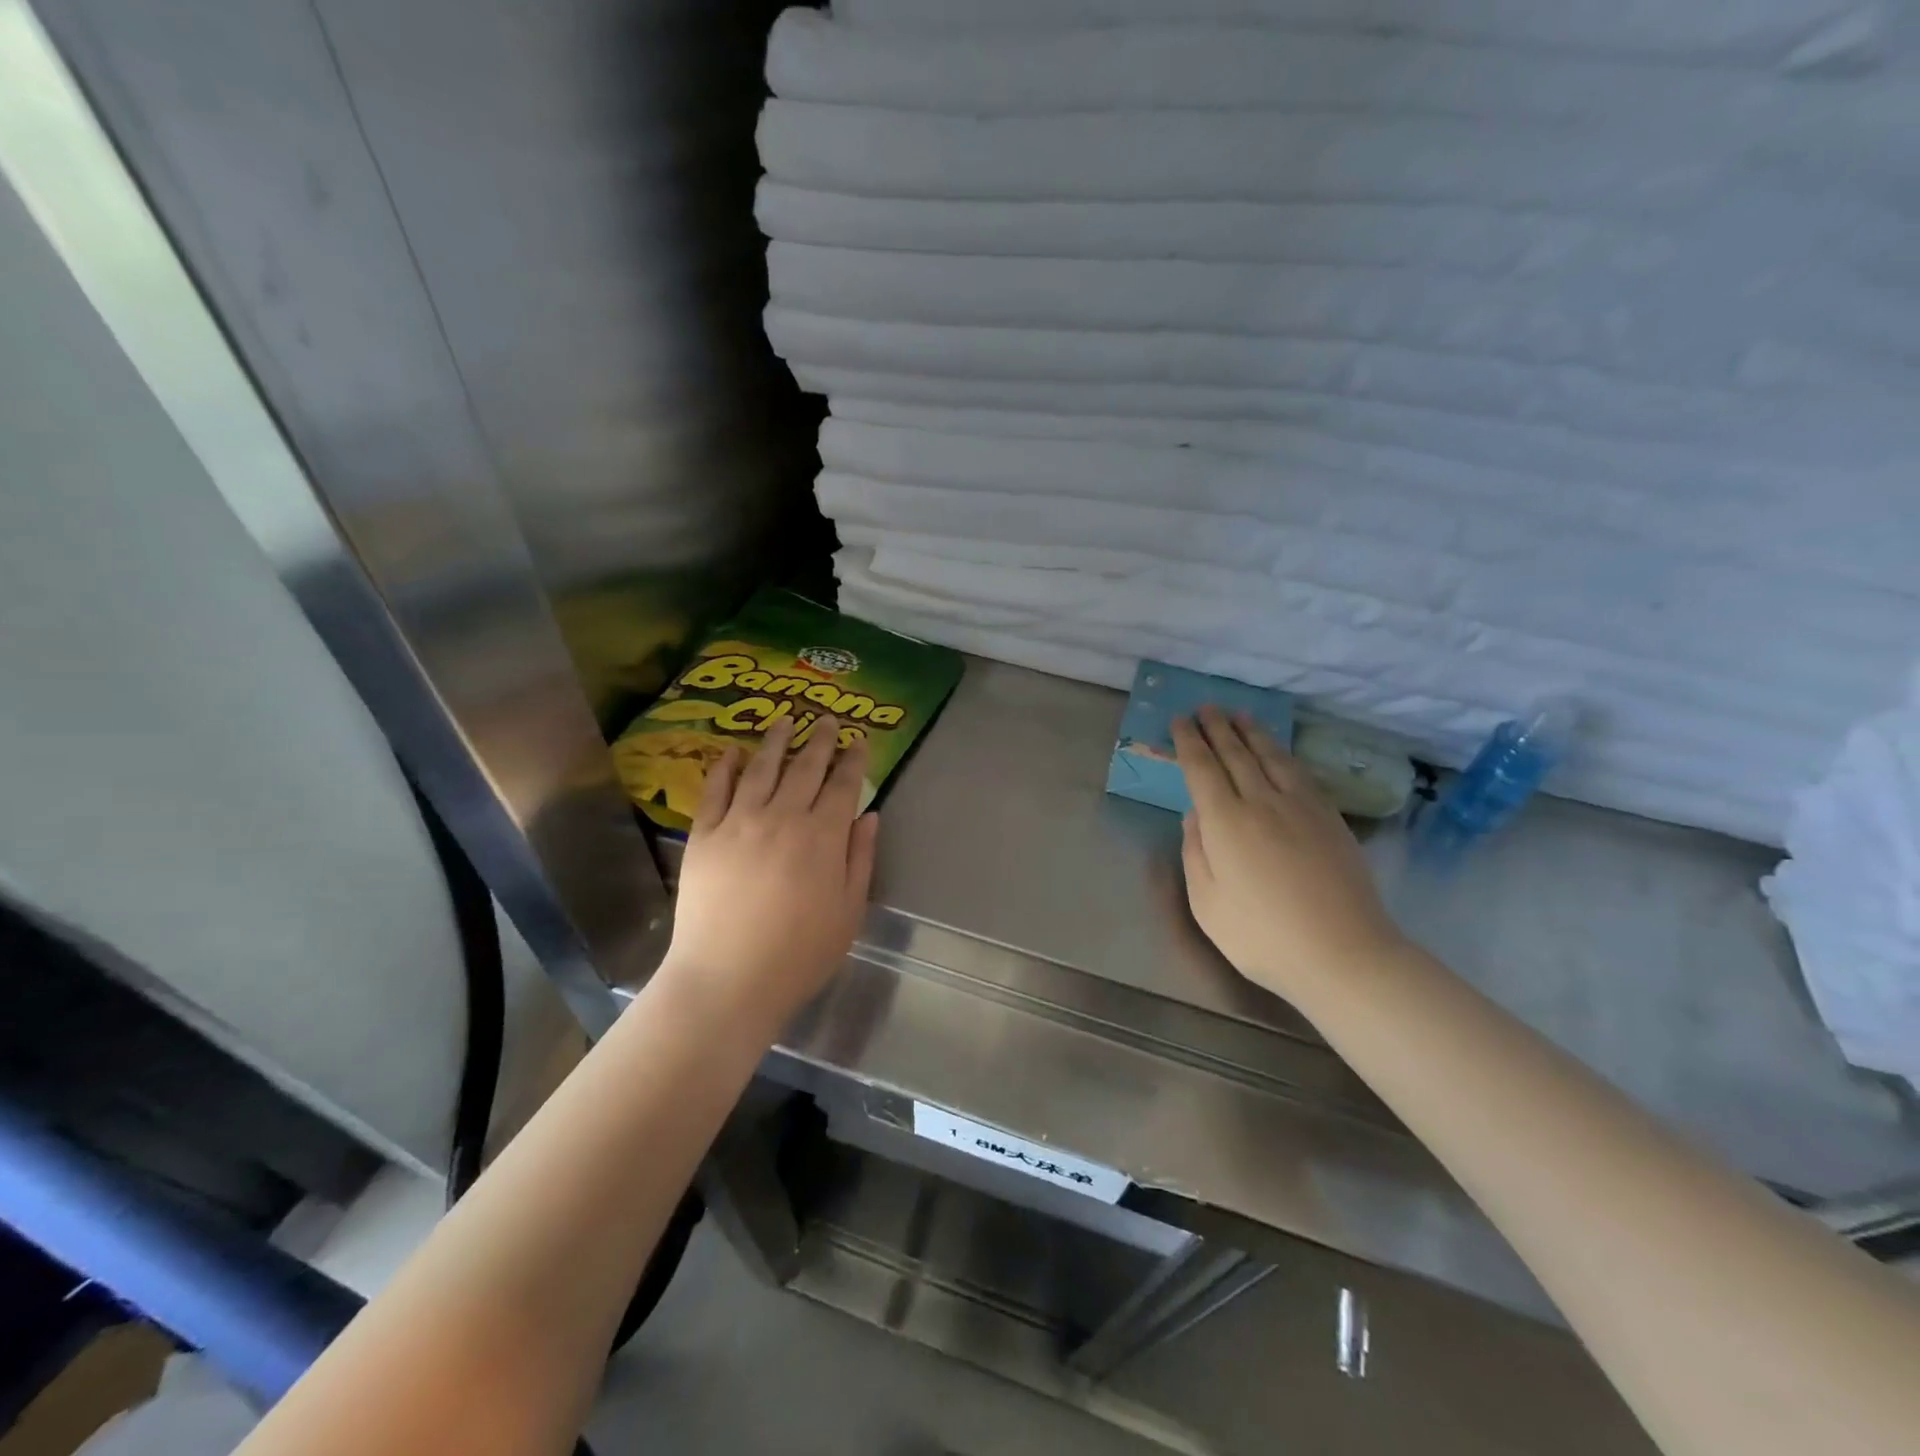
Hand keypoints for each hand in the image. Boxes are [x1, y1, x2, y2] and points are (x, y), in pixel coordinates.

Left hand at [661, 715, 878, 1035]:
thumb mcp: (849, 911)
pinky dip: (724, 767)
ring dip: (776, 742)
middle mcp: (782, 817)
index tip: (859, 739)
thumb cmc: (800, 953)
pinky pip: (715, 791)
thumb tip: (869, 815)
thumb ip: (860, 859)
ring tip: (786, 720)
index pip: (842, 785)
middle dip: (820, 740)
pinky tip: (731, 751)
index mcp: (822, 837)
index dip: (853, 759)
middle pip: (805, 768)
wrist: (728, 979)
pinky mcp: (704, 836)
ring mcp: (739, 823)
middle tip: (826, 718)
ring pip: (761, 769)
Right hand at [1174, 706, 1406, 1001]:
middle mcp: (1262, 803)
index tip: (1180, 721)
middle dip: (1217, 728)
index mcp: (1226, 823)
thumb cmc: (1263, 937)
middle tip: (1206, 707)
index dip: (1189, 742)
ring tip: (1239, 715)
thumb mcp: (1208, 904)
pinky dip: (1283, 754)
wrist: (1344, 954)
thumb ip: (1195, 854)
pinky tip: (1279, 751)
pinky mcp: (1330, 819)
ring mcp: (1301, 808)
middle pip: (1236, 755)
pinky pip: (1300, 773)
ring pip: (1271, 757)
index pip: (1202, 769)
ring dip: (1252, 733)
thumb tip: (1195, 816)